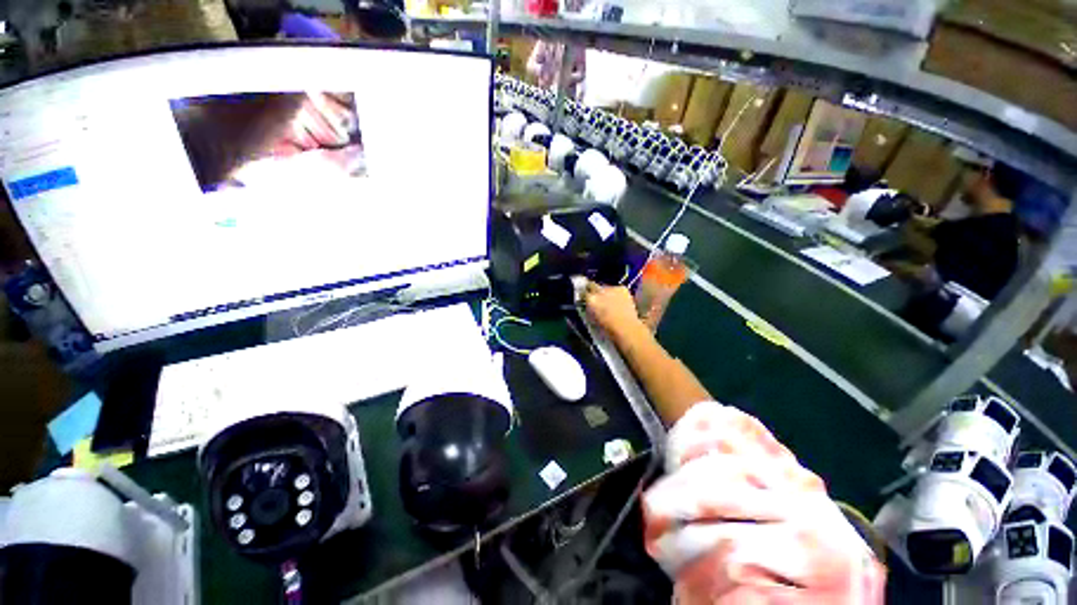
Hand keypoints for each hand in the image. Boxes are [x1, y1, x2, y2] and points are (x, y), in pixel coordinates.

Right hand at [583, 280, 642, 339]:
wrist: (627, 328)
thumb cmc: (607, 329)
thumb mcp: (592, 320)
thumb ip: (588, 309)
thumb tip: (588, 305)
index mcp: (590, 300)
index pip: (583, 292)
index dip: (584, 297)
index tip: (586, 300)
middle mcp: (599, 291)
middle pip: (592, 285)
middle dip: (592, 290)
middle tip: (596, 298)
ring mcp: (612, 288)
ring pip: (605, 287)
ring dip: (606, 293)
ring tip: (610, 303)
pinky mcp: (622, 288)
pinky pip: (616, 289)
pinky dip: (616, 294)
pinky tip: (619, 303)